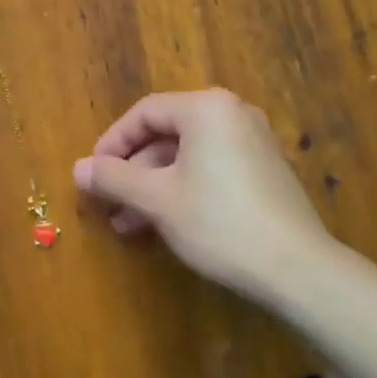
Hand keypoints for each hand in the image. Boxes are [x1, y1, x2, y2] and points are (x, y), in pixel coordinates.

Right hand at [74, 89, 332, 303]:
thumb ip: (114, 179)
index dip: (113, 143)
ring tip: (129, 224)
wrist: (298, 269)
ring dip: (155, 186)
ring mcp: (254, 141)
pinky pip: (212, 168)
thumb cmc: (219, 222)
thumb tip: (78, 169)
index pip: (145, 113)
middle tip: (109, 204)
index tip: (93, 174)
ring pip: (188, 156)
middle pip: (167, 134)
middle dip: (133, 171)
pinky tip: (166, 224)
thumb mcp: (157, 200)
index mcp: (206, 108)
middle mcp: (232, 113)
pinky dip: (184, 189)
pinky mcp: (266, 171)